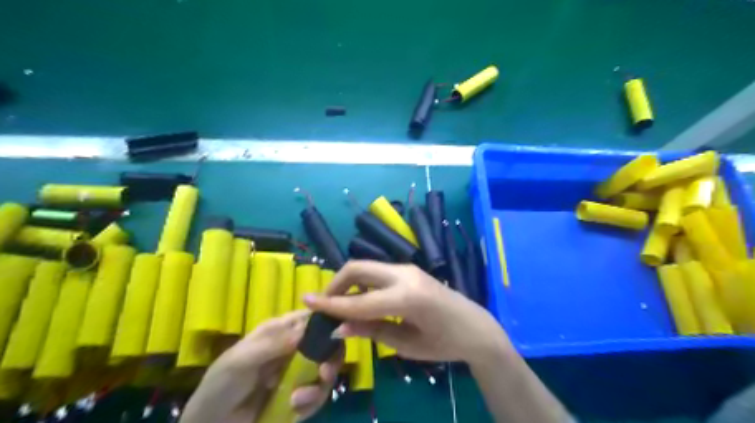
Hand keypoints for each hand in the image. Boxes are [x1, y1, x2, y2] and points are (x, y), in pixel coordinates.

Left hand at [181, 311, 340, 421]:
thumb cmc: (221, 385)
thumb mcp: (241, 361)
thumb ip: (272, 344)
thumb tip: (306, 328)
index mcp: (281, 331)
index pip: (311, 318)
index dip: (328, 321)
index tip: (339, 333)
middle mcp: (295, 348)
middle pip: (327, 343)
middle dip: (331, 358)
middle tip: (326, 373)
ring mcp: (299, 372)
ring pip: (326, 370)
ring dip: (319, 386)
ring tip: (300, 400)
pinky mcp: (300, 396)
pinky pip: (318, 395)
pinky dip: (312, 403)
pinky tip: (295, 409)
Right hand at [304, 260, 513, 364]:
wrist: (475, 327)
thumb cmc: (445, 343)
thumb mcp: (406, 344)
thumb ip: (372, 331)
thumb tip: (338, 326)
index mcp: (407, 298)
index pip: (359, 301)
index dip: (330, 305)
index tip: (305, 303)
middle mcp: (405, 275)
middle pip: (358, 269)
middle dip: (335, 284)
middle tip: (323, 305)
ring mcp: (408, 269)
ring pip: (366, 267)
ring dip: (347, 282)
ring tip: (338, 304)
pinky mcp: (409, 270)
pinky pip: (377, 272)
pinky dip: (362, 282)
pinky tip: (359, 299)